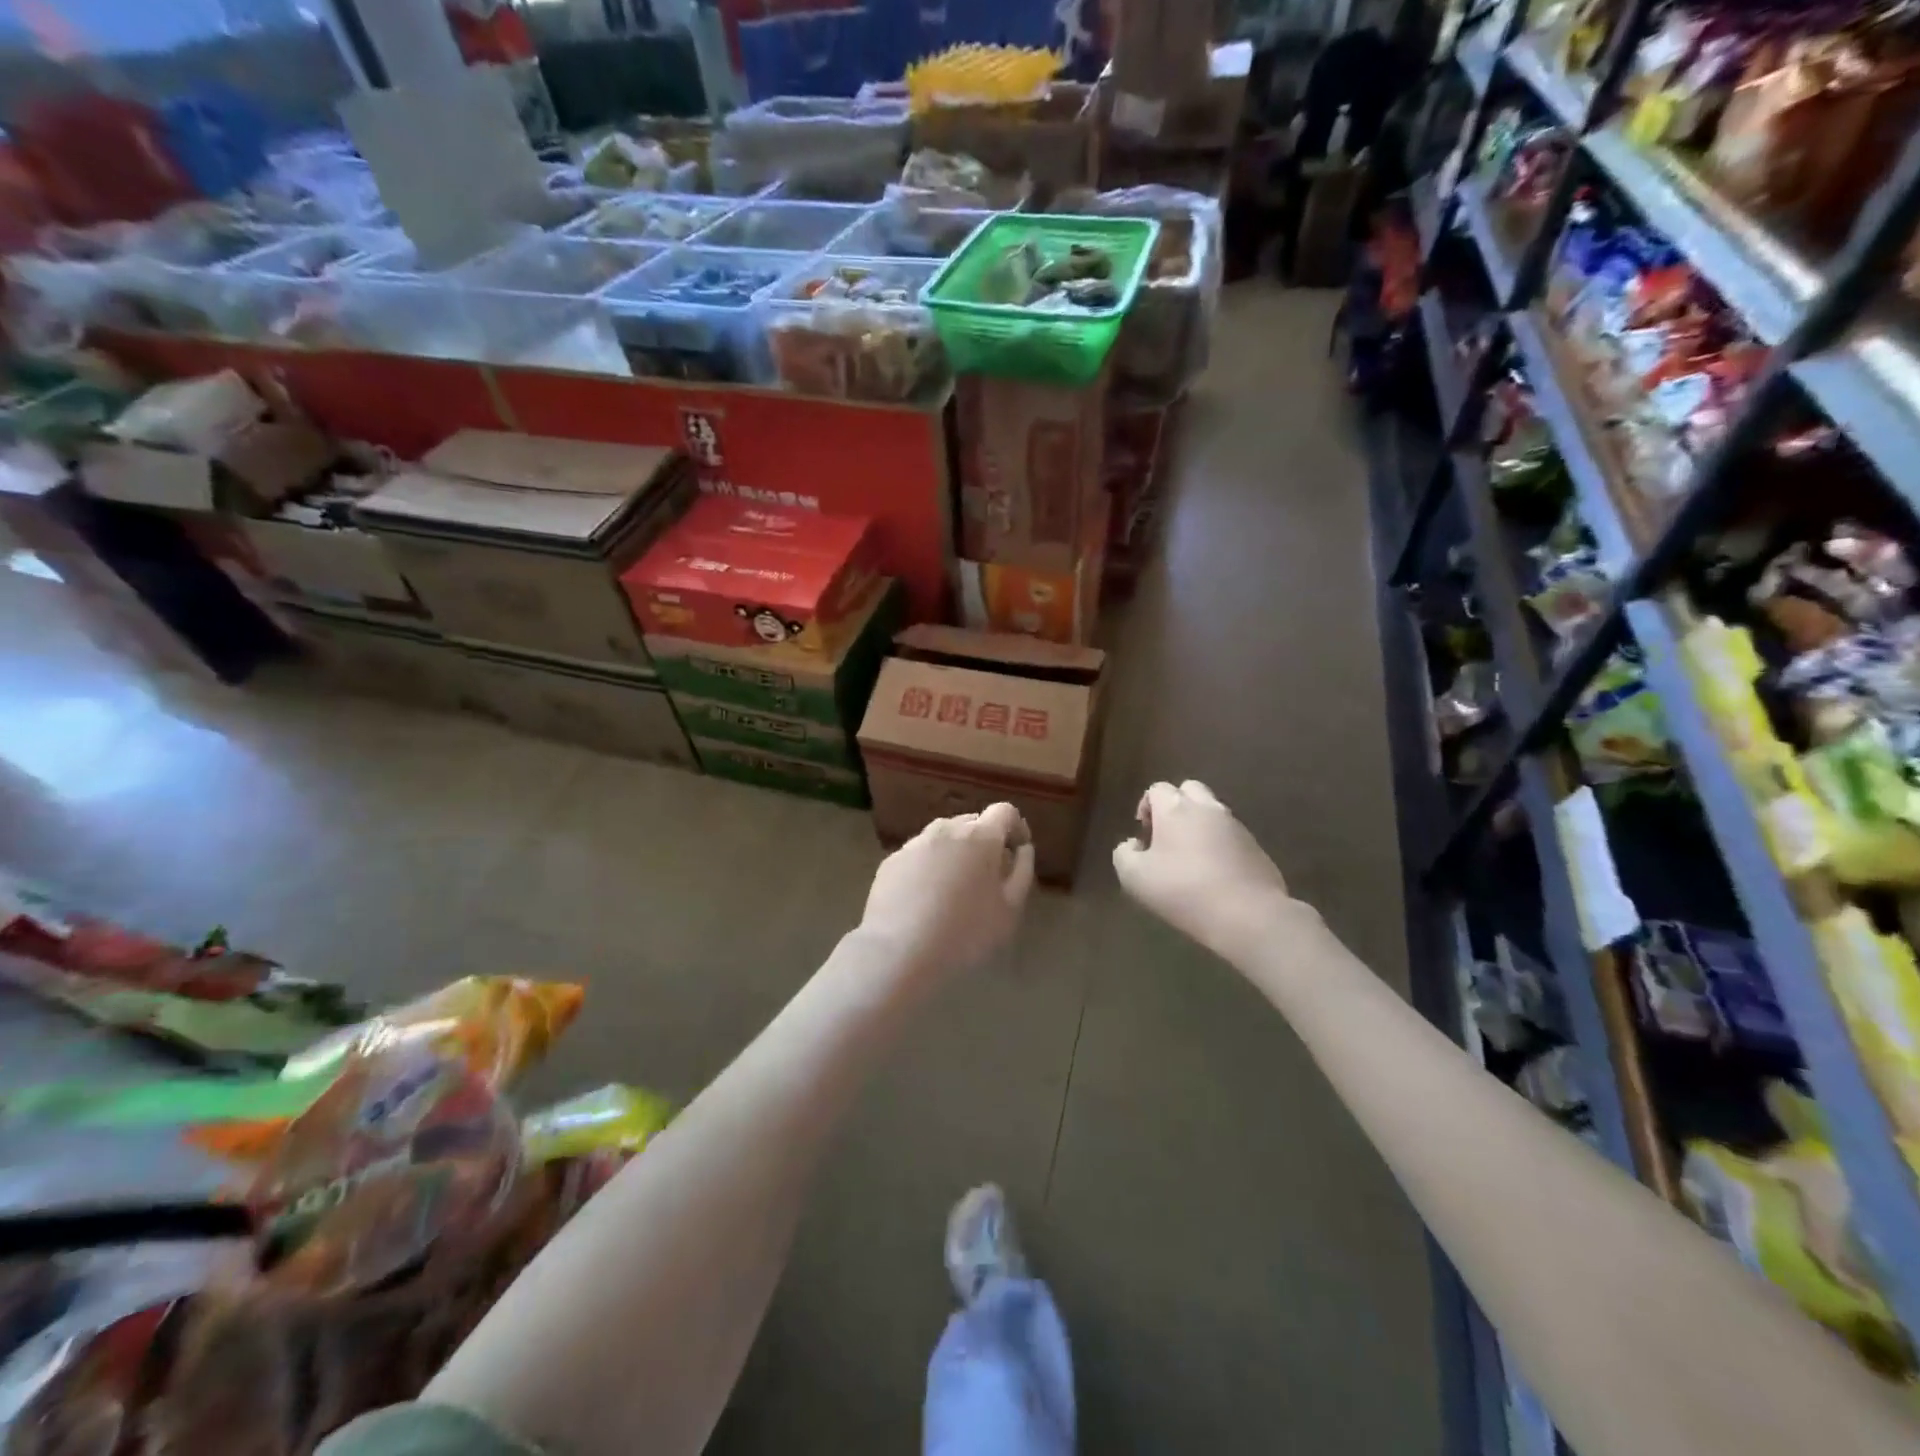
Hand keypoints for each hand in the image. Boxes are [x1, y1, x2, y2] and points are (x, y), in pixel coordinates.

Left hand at [860, 803, 1035, 978]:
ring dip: (956, 852)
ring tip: (955, 889)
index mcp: (980, 836)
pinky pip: (920, 855)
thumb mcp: (1010, 909)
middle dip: (985, 841)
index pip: (1005, 811)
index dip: (1016, 827)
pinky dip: (930, 866)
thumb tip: (1022, 849)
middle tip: (988, 876)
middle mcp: (946, 829)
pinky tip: (926, 899)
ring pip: (944, 837)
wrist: (899, 951)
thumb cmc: (965, 932)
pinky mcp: (891, 861)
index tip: (1017, 851)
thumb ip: (1022, 871)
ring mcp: (915, 843)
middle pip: (973, 822)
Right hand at [1113, 782, 1293, 953]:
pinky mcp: (1257, 847)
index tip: (1144, 834)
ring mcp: (1237, 826)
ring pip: (1213, 813)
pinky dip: (1220, 846)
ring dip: (1199, 826)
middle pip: (1189, 790)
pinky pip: (1232, 837)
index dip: (1146, 807)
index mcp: (1175, 808)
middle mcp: (1208, 808)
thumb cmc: (1183, 891)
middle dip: (1176, 806)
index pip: (1157, 789)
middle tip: (1167, 837)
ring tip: (1191, 860)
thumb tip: (1132, 845)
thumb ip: (1124, 854)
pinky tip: (1215, 875)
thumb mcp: (1135, 878)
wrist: (1248, 915)